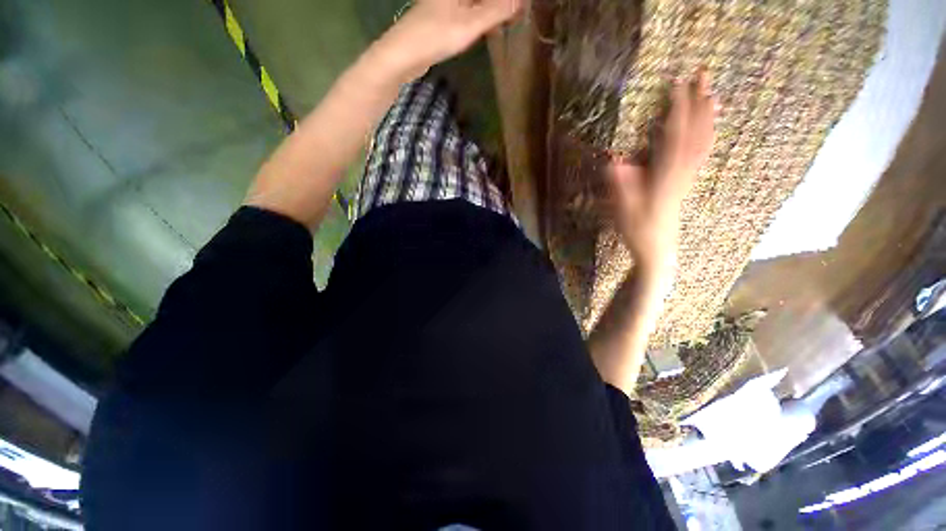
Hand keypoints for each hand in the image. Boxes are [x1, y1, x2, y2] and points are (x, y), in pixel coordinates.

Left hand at [388, 0, 522, 67]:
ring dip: (492, 10)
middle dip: (500, 5)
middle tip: (517, 15)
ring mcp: (446, 3)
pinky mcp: (443, 16)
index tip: (520, 8)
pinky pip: (468, 11)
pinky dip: (481, 17)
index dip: (507, 1)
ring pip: (476, 3)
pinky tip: (489, 28)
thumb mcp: (469, 25)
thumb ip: (496, 11)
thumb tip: (521, 1)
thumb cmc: (435, 36)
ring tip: (509, 20)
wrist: (402, 55)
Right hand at [608, 70, 716, 269]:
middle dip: (699, 102)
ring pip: (703, 141)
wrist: (657, 249)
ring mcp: (687, 177)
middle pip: (696, 132)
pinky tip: (709, 128)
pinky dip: (707, 135)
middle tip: (703, 74)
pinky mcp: (687, 182)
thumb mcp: (624, 211)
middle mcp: (682, 171)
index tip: (677, 83)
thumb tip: (613, 163)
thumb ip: (621, 187)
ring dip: (708, 116)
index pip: (674, 136)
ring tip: (712, 94)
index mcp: (666, 175)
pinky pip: (702, 154)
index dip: (677, 109)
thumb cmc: (638, 230)